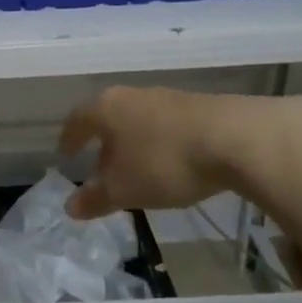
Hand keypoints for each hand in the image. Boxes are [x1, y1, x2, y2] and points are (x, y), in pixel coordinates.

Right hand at [59, 87, 289, 219]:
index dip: (69, 138)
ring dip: (133, 142)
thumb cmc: (164, 162)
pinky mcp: (199, 107)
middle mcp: (132, 95)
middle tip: (100, 165)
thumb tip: (69, 207)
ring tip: (137, 167)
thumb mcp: (123, 189)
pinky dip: (160, 143)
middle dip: (103, 141)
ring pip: (139, 119)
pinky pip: (167, 125)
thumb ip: (95, 198)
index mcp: (106, 108)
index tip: (65, 152)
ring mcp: (167, 98)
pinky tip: (170, 162)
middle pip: (109, 117)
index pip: (77, 119)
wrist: (236, 139)